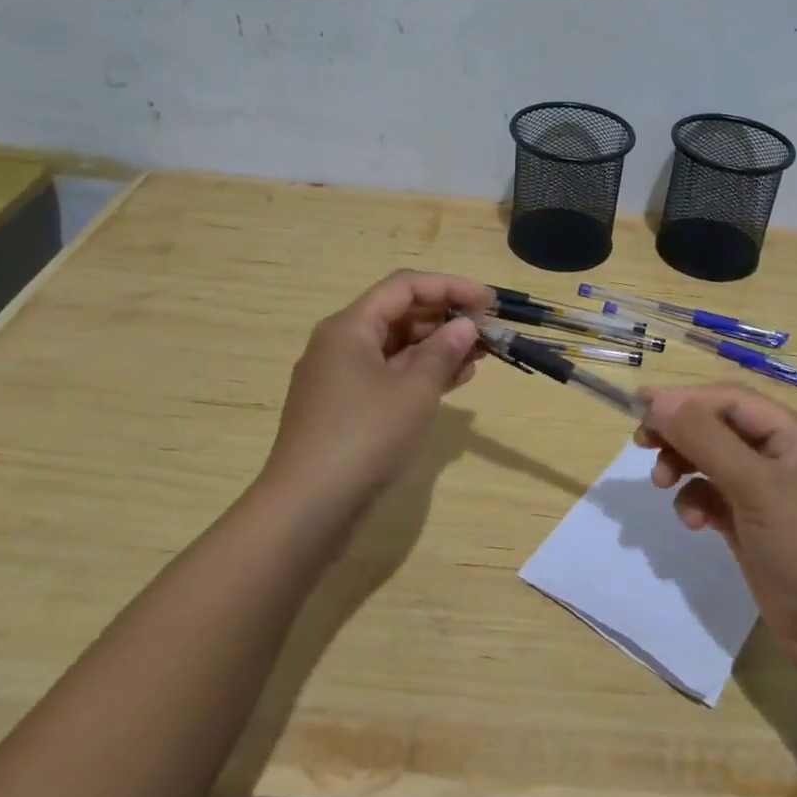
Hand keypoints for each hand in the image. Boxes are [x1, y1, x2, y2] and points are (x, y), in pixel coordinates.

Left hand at [262, 269, 487, 520]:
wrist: (307, 509)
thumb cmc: (364, 437)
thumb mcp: (414, 391)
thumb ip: (443, 352)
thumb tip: (465, 325)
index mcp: (350, 327)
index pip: (405, 286)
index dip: (450, 287)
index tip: (488, 302)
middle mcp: (341, 344)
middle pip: (399, 314)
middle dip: (445, 318)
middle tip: (488, 331)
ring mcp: (341, 379)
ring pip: (396, 347)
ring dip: (438, 348)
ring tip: (480, 356)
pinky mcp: (346, 409)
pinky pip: (389, 376)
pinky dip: (421, 375)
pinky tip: (455, 381)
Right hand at [637, 385, 796, 682]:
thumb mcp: (755, 485)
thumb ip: (704, 439)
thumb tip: (657, 401)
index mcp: (796, 435)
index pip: (731, 400)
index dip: (685, 398)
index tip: (640, 405)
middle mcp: (784, 455)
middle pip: (719, 428)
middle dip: (681, 434)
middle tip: (643, 443)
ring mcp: (770, 492)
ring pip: (713, 462)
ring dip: (685, 468)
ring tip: (662, 484)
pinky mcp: (755, 524)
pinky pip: (715, 497)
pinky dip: (697, 502)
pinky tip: (693, 522)